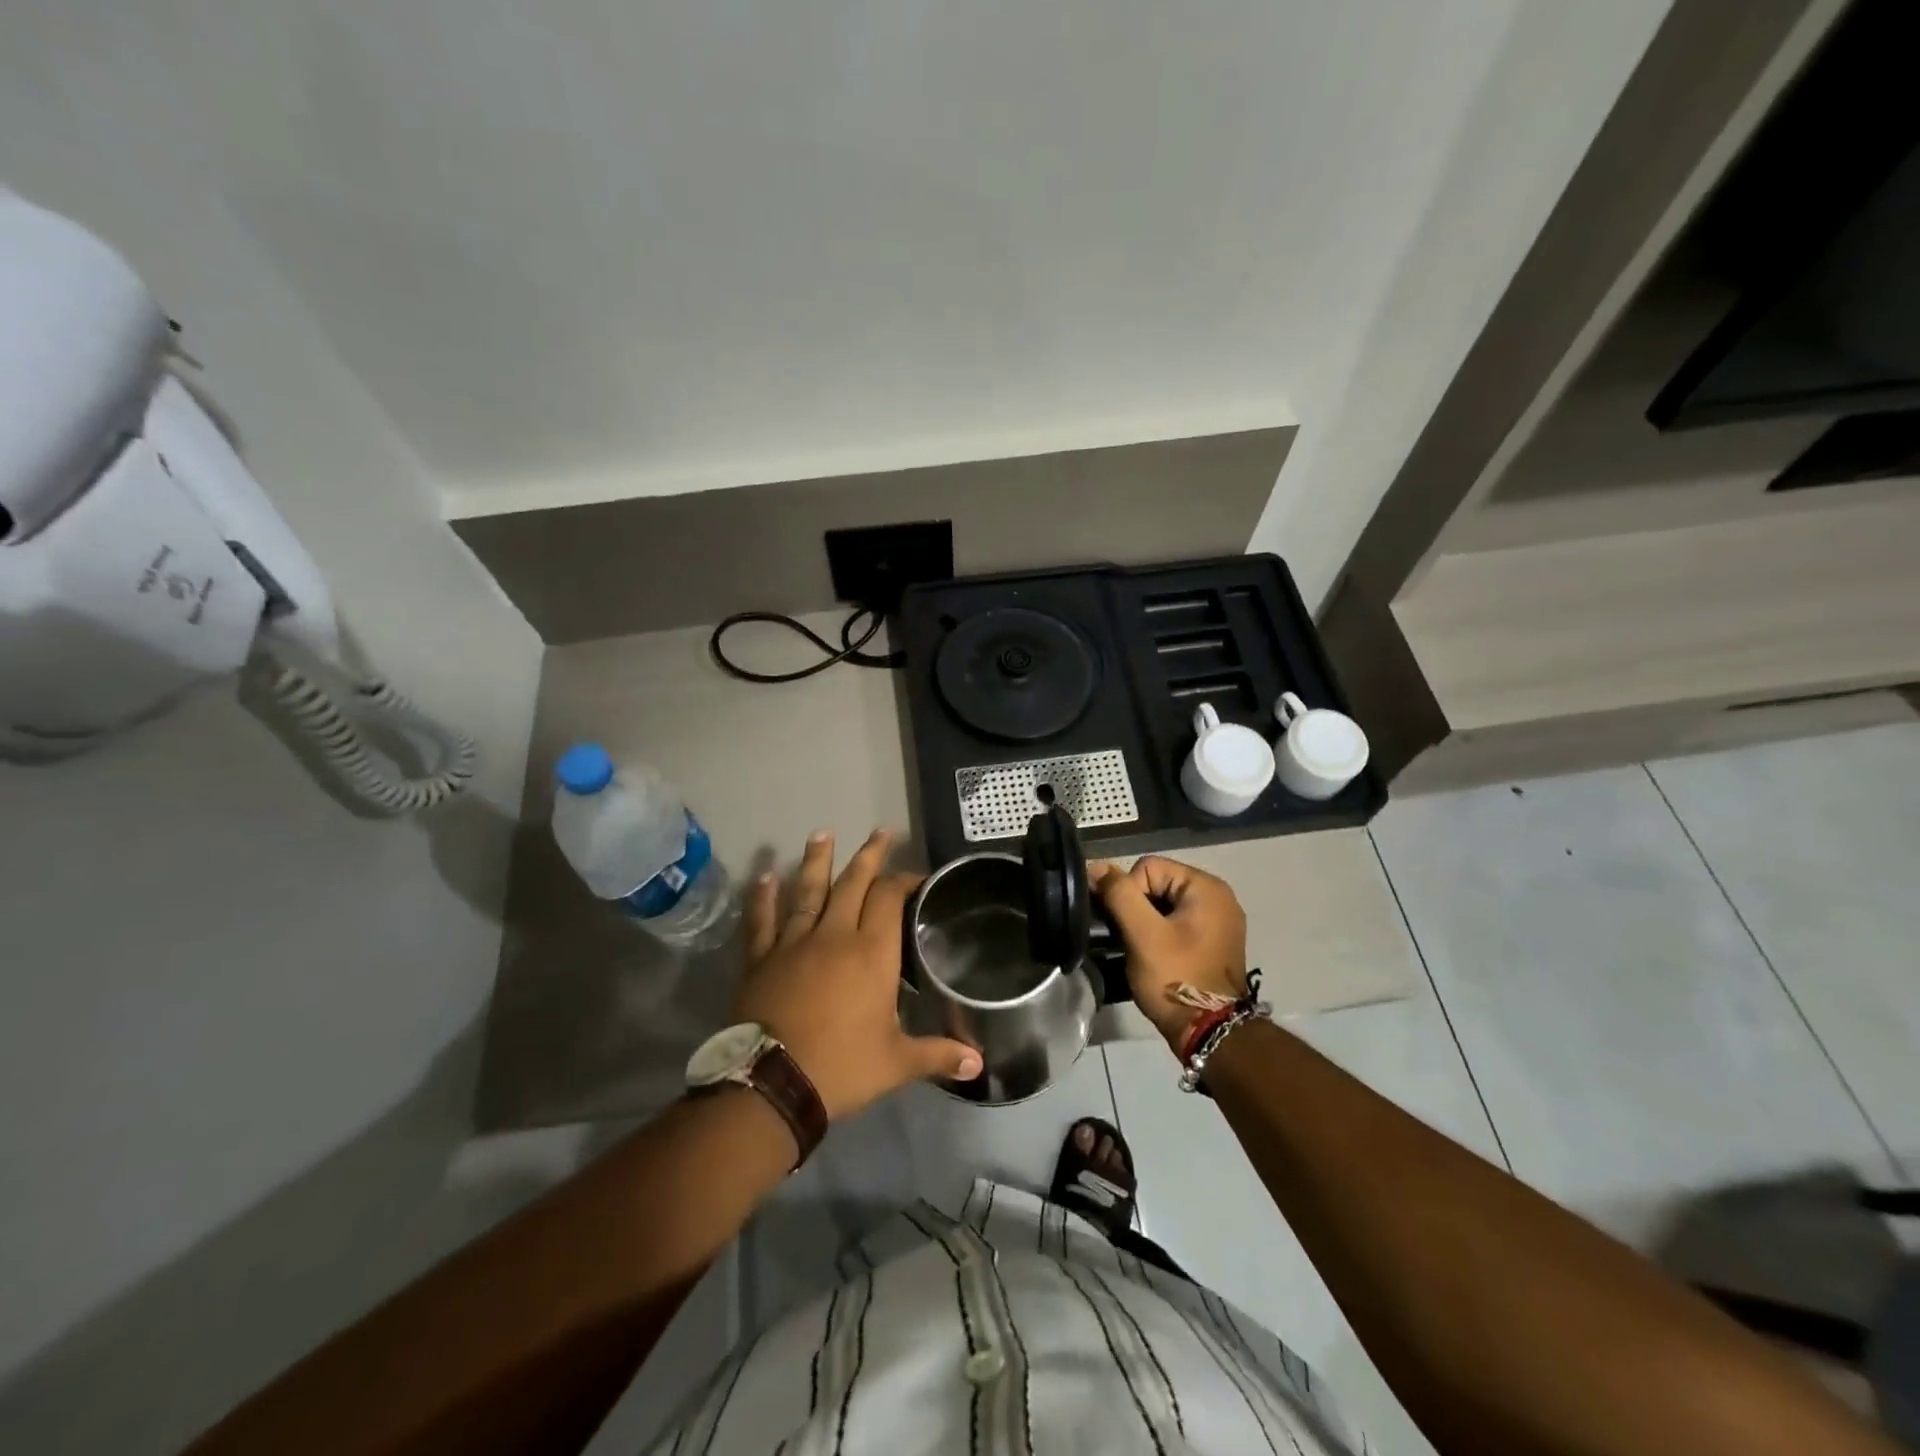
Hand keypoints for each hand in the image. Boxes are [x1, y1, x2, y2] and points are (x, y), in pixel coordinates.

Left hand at [731, 829, 983, 1120]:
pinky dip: (763, 897)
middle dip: (870, 856)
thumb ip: (939, 1055)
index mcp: (872, 953)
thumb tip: (979, 1063)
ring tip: (822, 833)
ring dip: (817, 861)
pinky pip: (762, 920)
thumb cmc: (841, 1068)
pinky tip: (765, 875)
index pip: (890, 899)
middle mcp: (834, 935)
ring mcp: (794, 943)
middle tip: (880, 832)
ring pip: (808, 891)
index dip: (905, 881)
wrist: (771, 1085)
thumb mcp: (897, 1063)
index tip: (917, 876)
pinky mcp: (761, 958)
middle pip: (854, 883)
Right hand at [1093, 855, 1248, 1049]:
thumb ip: (1119, 894)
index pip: (1148, 867)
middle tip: (1131, 940)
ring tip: (1141, 950)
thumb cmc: (1176, 978)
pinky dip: (1161, 934)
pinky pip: (1178, 923)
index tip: (1128, 927)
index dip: (1128, 893)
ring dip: (1147, 923)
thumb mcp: (1142, 933)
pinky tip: (1156, 956)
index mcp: (1207, 887)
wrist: (1211, 1033)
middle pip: (1157, 884)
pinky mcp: (1215, 942)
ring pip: (1164, 905)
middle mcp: (1219, 897)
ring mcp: (1220, 921)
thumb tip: (1096, 867)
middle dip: (1137, 908)